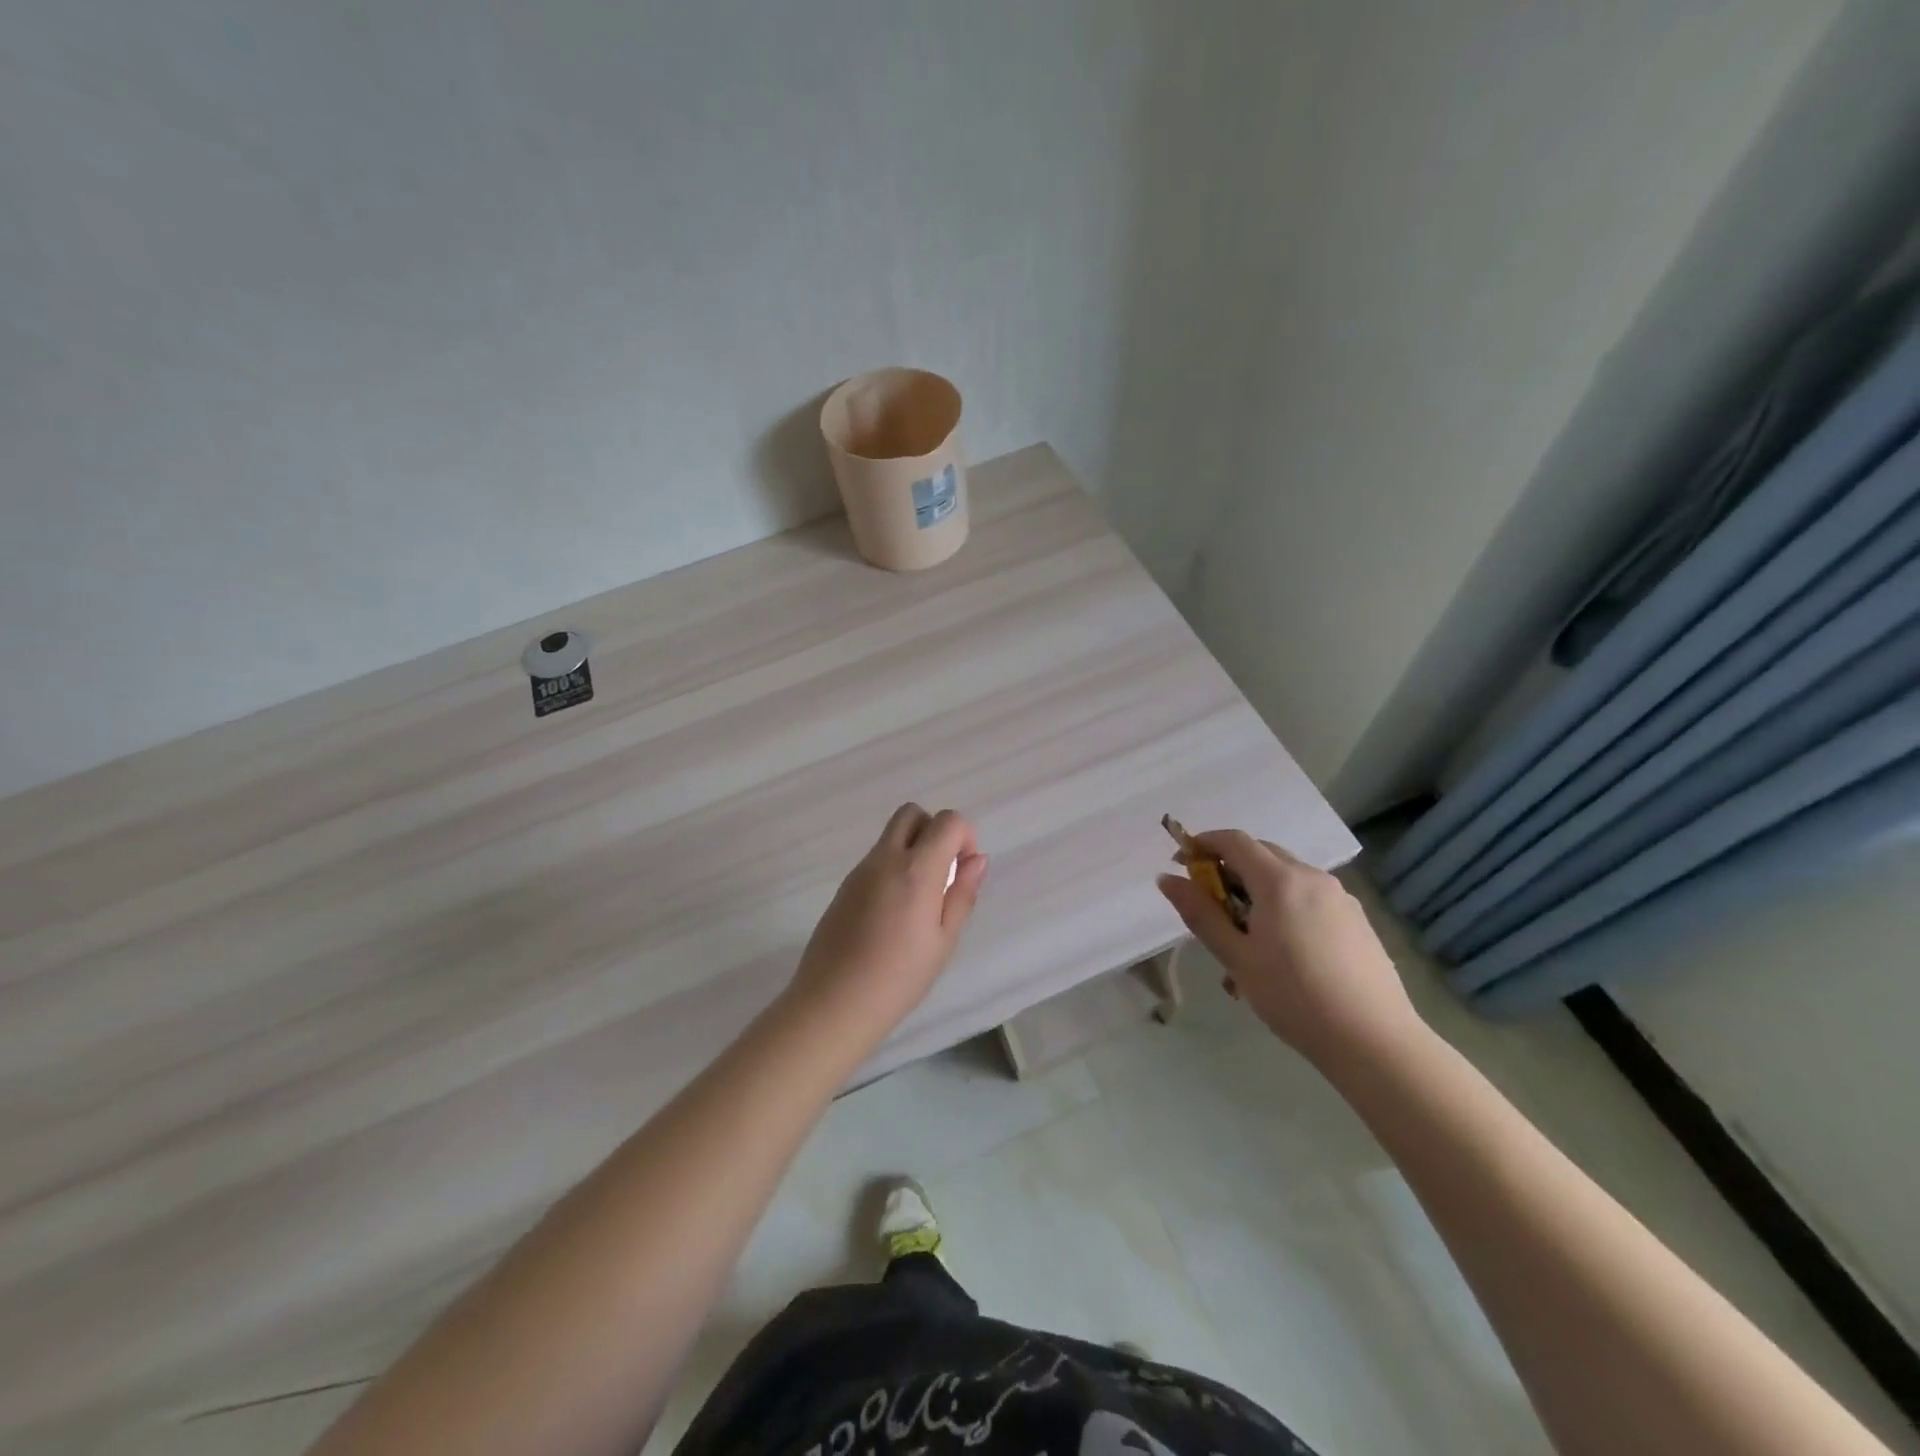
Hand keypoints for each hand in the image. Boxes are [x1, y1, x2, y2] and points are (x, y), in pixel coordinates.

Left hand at [787, 804, 988, 1046]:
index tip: (962, 872)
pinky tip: (893, 913)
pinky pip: (876, 859)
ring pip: (891, 835)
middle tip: (942, 873)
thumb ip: (962, 894)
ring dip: (913, 849)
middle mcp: (886, 859)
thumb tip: (977, 859)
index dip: (964, 837)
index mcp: (917, 870)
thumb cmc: (899, 978)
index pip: (947, 821)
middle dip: (935, 831)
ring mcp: (860, 870)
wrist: (834, 1002)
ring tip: (919, 900)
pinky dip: (893, 867)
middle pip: (912, 813)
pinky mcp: (844, 886)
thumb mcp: (944, 940)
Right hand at [1156, 830, 1422, 1065]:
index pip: (1234, 841)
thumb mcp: (1236, 957)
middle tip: (1209, 902)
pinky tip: (1284, 949)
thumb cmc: (1293, 997)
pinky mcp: (1357, 919)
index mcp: (1279, 881)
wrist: (1373, 1040)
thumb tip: (1167, 879)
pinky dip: (1286, 904)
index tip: (1181, 863)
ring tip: (1246, 936)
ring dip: (1258, 889)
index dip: (1203, 844)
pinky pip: (1310, 897)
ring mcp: (1340, 897)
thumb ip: (1200, 913)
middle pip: (1262, 853)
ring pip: (1287, 876)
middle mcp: (1312, 877)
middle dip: (1229, 867)